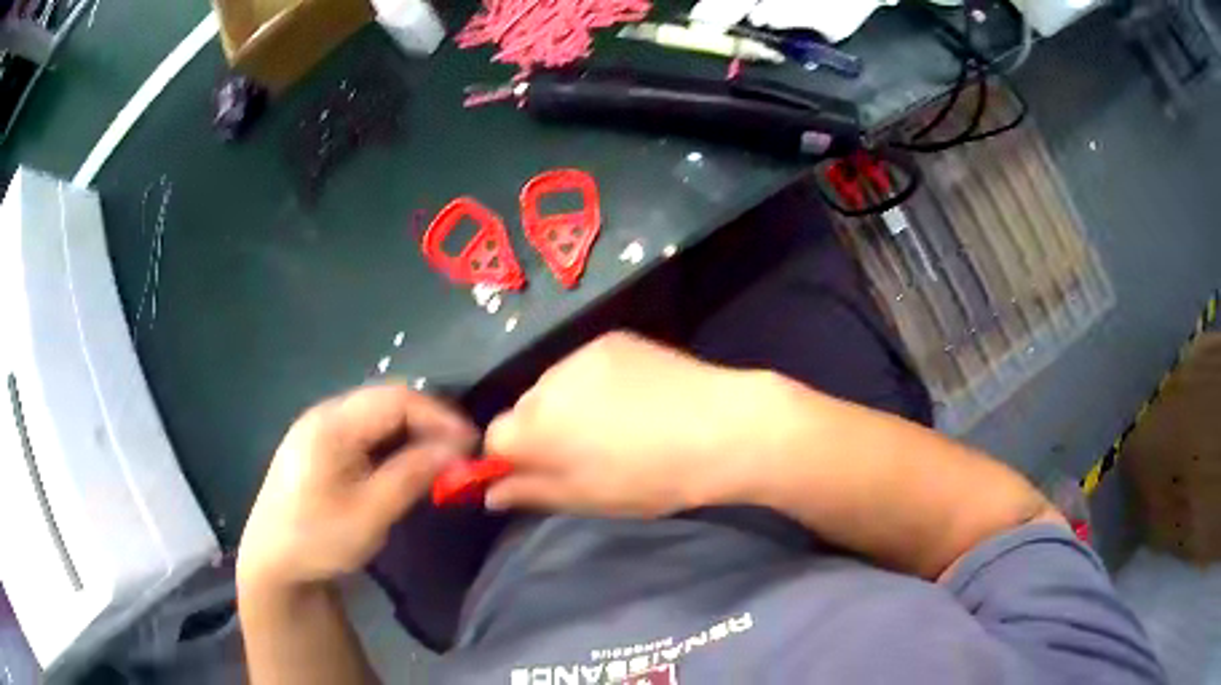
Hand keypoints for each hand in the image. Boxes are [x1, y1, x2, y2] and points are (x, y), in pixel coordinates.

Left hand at [237, 384, 475, 589]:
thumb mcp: (370, 514)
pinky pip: (364, 431)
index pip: (396, 399)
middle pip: (386, 400)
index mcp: (331, 425)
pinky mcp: (318, 445)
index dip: (438, 416)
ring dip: (411, 432)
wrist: (272, 561)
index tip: (471, 444)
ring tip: (439, 459)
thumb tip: (456, 450)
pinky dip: (392, 442)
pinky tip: (404, 464)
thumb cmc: (318, 539)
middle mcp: (324, 415)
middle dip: (428, 421)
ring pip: (376, 415)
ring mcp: (319, 428)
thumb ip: (411, 475)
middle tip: (459, 452)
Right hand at [484, 332, 761, 516]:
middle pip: (524, 409)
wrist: (720, 428)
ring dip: (566, 404)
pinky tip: (632, 399)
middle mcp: (547, 383)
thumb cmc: (650, 478)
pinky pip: (584, 366)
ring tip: (613, 424)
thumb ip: (530, 492)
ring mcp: (581, 355)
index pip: (494, 438)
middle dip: (540, 431)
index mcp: (535, 427)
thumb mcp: (586, 498)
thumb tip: (491, 493)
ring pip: (554, 386)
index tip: (539, 472)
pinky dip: (594, 383)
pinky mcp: (612, 339)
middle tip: (584, 453)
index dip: (511, 459)